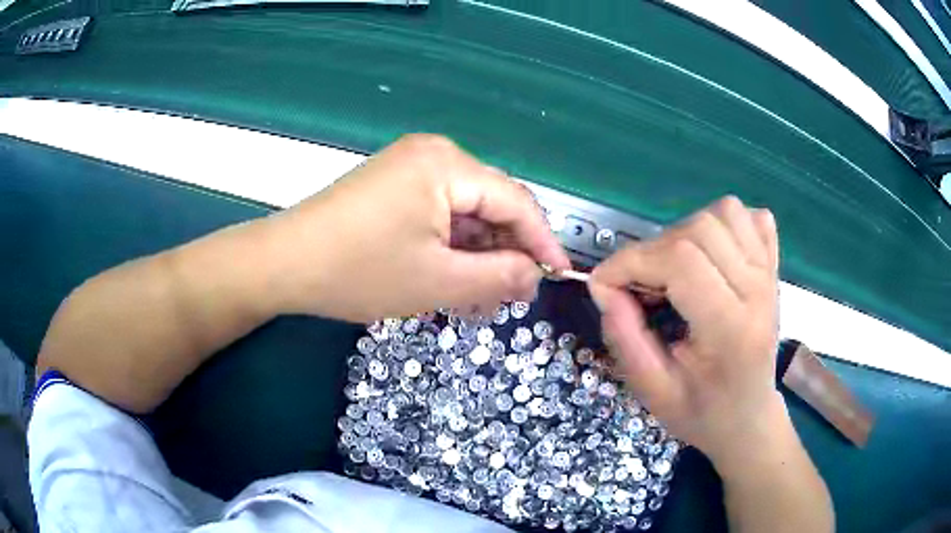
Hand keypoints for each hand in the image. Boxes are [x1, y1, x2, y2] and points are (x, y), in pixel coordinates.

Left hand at [267, 134, 569, 322]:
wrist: (283, 263)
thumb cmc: (359, 271)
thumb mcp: (438, 281)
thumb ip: (498, 277)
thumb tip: (535, 276)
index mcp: (447, 165)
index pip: (516, 200)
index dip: (541, 241)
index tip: (559, 276)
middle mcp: (433, 154)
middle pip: (490, 204)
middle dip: (504, 252)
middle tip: (510, 297)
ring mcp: (409, 167)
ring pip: (465, 212)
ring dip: (476, 253)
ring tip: (478, 297)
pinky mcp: (394, 184)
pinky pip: (438, 213)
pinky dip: (450, 245)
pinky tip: (450, 277)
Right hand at [588, 196, 781, 463]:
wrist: (748, 418)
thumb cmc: (702, 413)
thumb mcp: (653, 391)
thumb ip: (625, 338)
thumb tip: (602, 285)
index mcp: (731, 330)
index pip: (681, 263)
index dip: (631, 262)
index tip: (604, 285)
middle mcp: (757, 292)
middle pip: (700, 230)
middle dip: (654, 250)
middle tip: (642, 286)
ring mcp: (770, 275)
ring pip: (725, 213)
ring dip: (687, 231)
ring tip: (676, 269)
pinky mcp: (774, 267)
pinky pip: (751, 217)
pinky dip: (724, 223)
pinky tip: (712, 254)